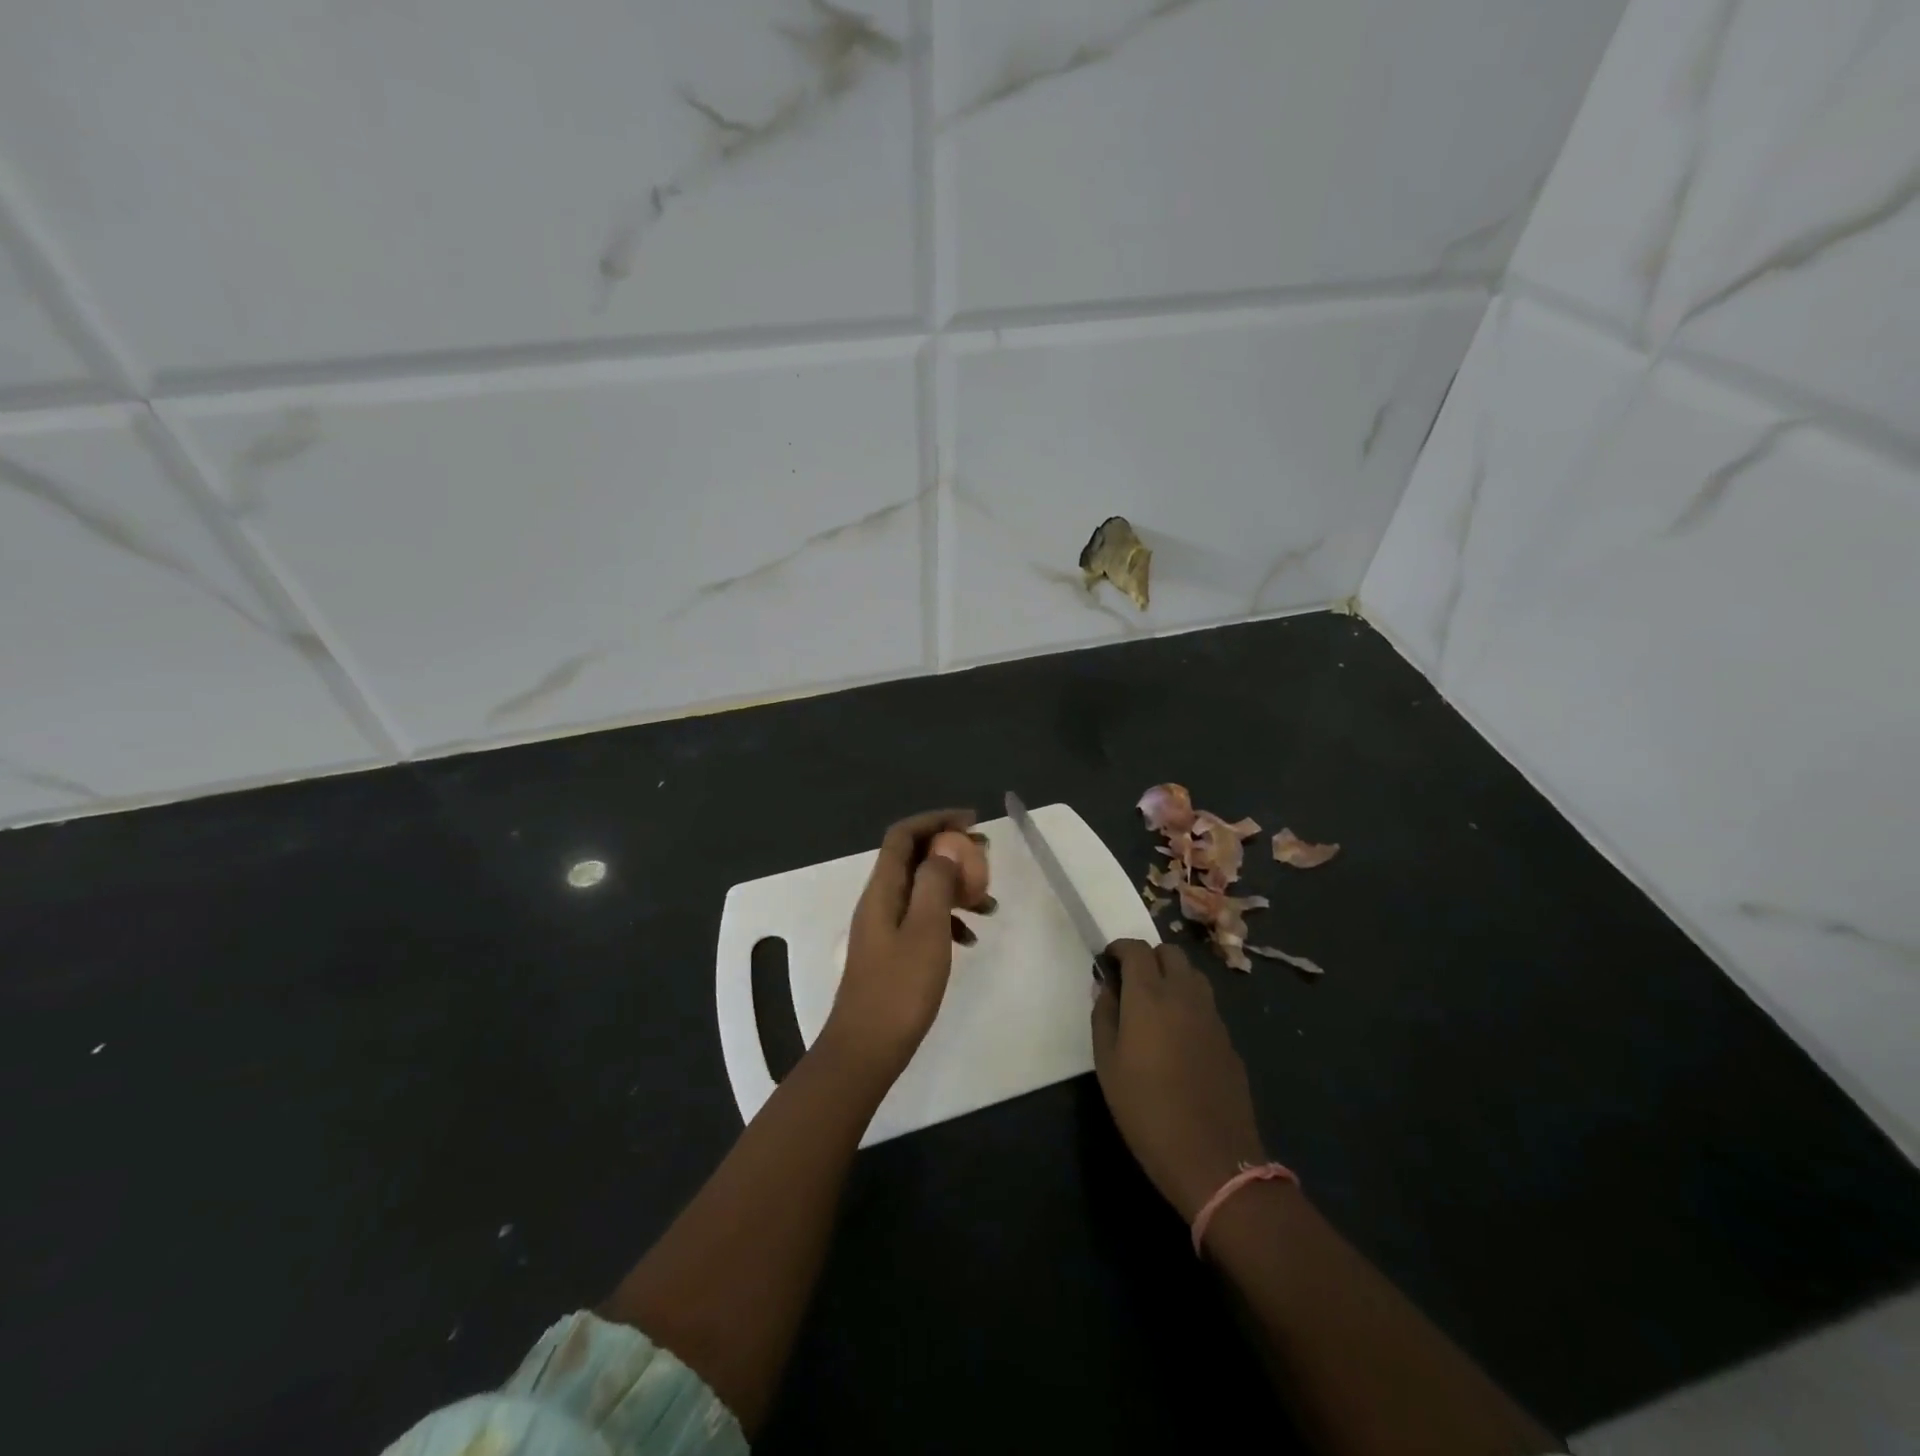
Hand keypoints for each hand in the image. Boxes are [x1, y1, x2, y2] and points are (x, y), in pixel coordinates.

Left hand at [823, 808, 986, 1081]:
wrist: (867, 1049)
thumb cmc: (899, 988)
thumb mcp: (926, 930)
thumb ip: (935, 883)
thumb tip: (945, 846)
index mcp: (883, 889)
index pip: (903, 835)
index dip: (936, 820)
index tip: (972, 822)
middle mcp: (880, 900)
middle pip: (914, 859)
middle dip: (951, 851)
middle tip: (987, 857)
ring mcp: (885, 927)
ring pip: (922, 890)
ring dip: (955, 888)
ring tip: (990, 903)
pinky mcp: (892, 951)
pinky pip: (923, 920)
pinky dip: (948, 920)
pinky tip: (971, 939)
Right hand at [1092, 940, 1269, 1221]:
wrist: (1212, 1158)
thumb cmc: (1146, 1111)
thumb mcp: (1107, 1064)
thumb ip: (1104, 1016)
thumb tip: (1106, 988)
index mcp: (1149, 996)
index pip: (1136, 949)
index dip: (1119, 948)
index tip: (1107, 962)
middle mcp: (1184, 995)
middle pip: (1170, 952)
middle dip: (1148, 957)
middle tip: (1131, 982)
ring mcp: (1212, 1016)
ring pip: (1193, 975)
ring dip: (1172, 976)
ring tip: (1155, 1005)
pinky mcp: (1228, 1039)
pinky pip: (1206, 1004)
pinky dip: (1189, 1004)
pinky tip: (1178, 1036)